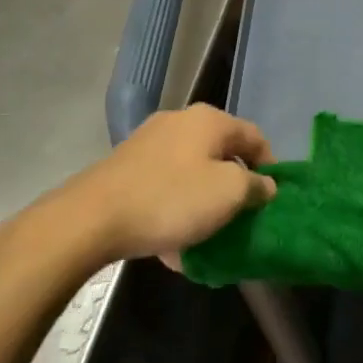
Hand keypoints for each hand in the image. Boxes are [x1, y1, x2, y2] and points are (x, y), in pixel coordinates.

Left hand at [9, 105, 275, 274]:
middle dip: (235, 186)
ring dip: (205, 201)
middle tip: (242, 217)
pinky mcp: (126, 167)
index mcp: (209, 121)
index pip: (256, 137)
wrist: (90, 219)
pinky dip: (176, 208)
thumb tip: (265, 184)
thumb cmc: (171, 200)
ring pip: (193, 173)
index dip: (271, 166)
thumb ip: (255, 185)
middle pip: (222, 154)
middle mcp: (180, 122)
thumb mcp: (229, 193)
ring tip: (208, 234)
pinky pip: (165, 186)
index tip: (272, 199)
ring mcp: (149, 143)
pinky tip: (174, 242)